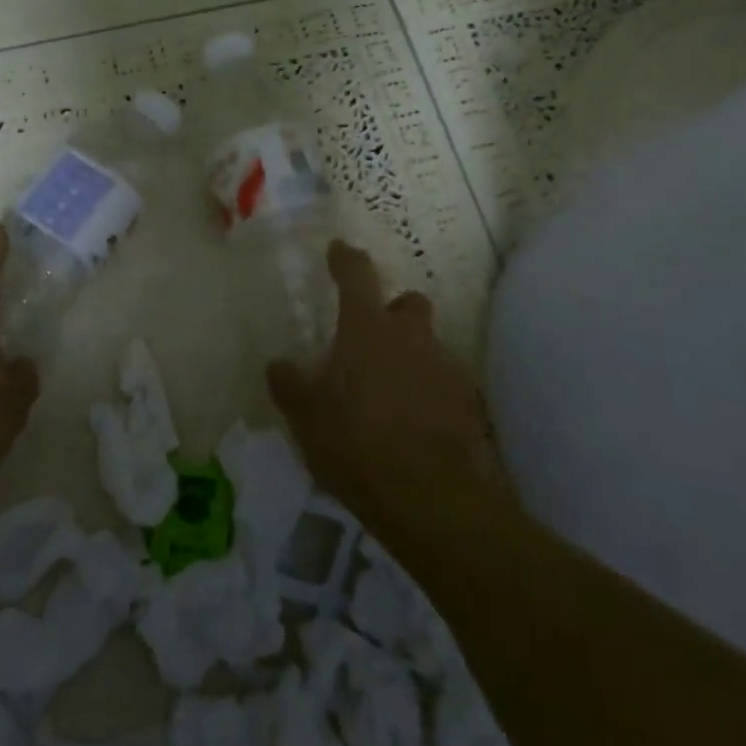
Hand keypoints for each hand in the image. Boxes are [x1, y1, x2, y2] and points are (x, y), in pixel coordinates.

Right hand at [267, 242, 516, 560]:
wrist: (428, 496)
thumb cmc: (355, 442)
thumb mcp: (305, 416)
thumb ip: (289, 384)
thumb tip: (278, 364)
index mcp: (367, 329)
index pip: (357, 275)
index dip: (346, 259)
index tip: (339, 250)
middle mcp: (411, 337)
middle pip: (408, 303)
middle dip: (393, 312)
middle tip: (372, 339)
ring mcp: (444, 367)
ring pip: (428, 345)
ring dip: (410, 357)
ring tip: (389, 394)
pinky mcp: (467, 402)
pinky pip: (444, 383)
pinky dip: (429, 393)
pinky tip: (414, 424)